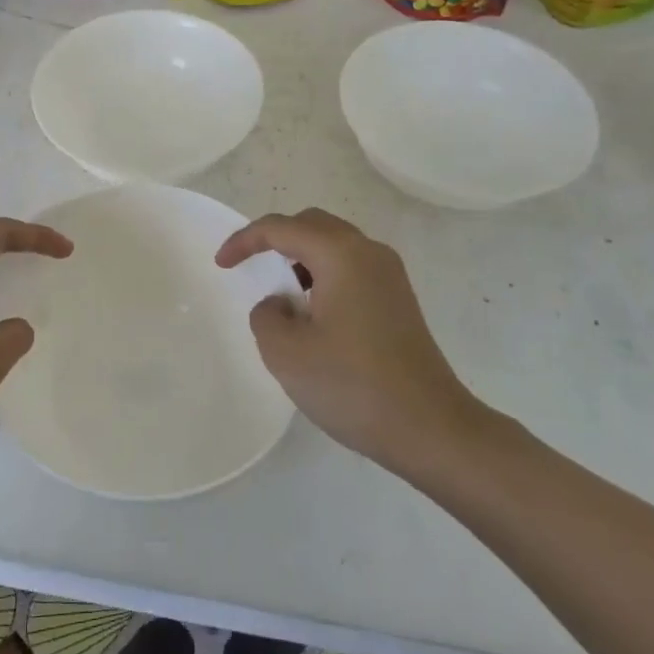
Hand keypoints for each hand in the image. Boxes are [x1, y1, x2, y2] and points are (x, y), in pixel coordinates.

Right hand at [215, 208, 487, 475]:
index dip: (244, 240)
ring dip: (301, 257)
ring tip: (281, 295)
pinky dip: (323, 275)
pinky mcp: (399, 300)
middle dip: (275, 239)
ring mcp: (390, 276)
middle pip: (312, 224)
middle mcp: (369, 252)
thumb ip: (266, 315)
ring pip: (334, 245)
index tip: (221, 265)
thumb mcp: (286, 353)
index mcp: (341, 254)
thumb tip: (280, 304)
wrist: (432, 428)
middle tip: (250, 266)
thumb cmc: (353, 386)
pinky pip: (351, 267)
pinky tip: (314, 313)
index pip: (281, 228)